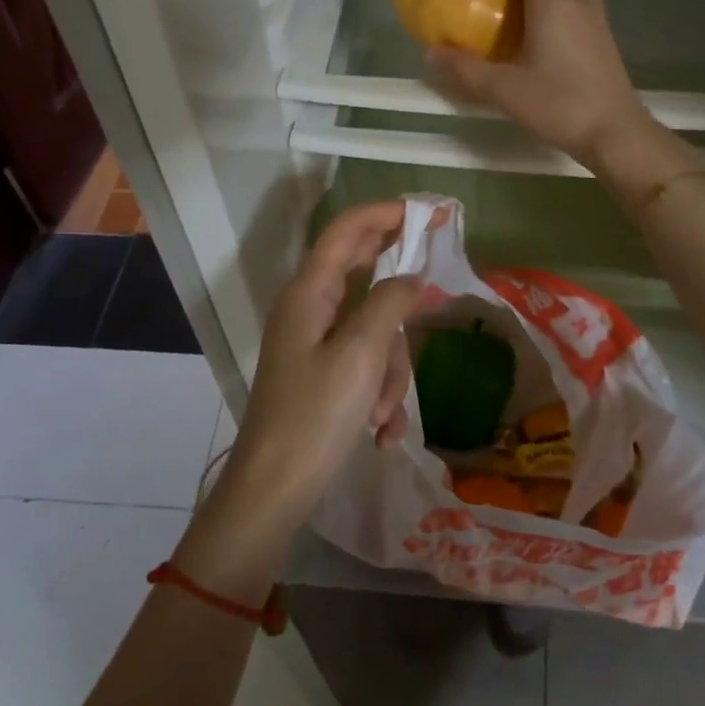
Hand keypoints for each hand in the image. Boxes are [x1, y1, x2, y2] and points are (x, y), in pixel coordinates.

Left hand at [177, 203, 420, 596]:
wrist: (272, 492)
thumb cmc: (314, 416)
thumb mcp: (360, 355)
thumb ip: (390, 304)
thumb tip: (414, 277)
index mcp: (310, 292)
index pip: (348, 230)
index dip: (387, 213)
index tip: (430, 214)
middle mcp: (310, 308)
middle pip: (364, 276)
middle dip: (399, 299)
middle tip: (432, 291)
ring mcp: (316, 342)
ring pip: (374, 329)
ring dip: (390, 368)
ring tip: (383, 413)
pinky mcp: (323, 373)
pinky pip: (365, 365)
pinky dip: (378, 393)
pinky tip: (380, 434)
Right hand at [426, 0, 651, 171]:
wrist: (615, 132)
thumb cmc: (559, 103)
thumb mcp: (503, 88)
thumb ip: (464, 69)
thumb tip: (430, 53)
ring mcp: (596, 17)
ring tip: (520, 9)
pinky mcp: (605, 37)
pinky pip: (581, 3)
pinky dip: (560, 4)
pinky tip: (545, 35)